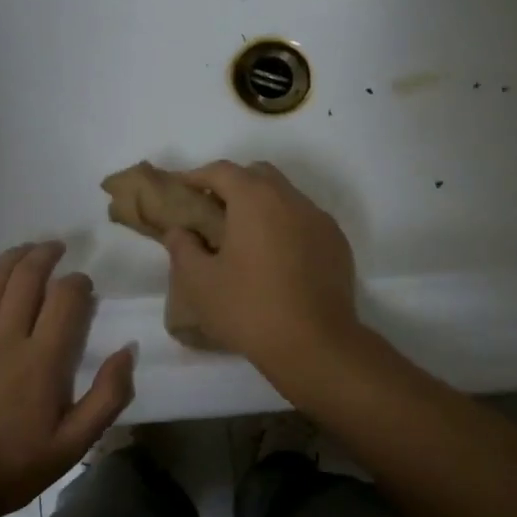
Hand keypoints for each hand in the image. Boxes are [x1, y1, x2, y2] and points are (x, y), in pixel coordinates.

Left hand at [0, 241, 134, 516]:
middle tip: (56, 249)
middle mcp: (5, 339)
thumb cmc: (12, 468)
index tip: (83, 284)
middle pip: (28, 280)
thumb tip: (127, 351)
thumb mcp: (73, 445)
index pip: (66, 301)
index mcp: (43, 362)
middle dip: (45, 257)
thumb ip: (107, 397)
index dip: (78, 284)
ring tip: (26, 248)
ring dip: (12, 257)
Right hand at [163, 161, 358, 374]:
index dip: (197, 176)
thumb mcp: (200, 283)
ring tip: (244, 237)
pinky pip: (305, 221)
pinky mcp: (337, 244)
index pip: (222, 171)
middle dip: (233, 185)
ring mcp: (320, 220)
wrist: (315, 345)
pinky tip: (275, 258)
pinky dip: (285, 226)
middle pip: (258, 175)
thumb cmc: (249, 309)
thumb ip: (183, 248)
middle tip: (212, 211)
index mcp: (255, 200)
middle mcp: (291, 199)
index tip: (181, 190)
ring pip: (286, 197)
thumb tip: (179, 231)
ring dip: (262, 206)